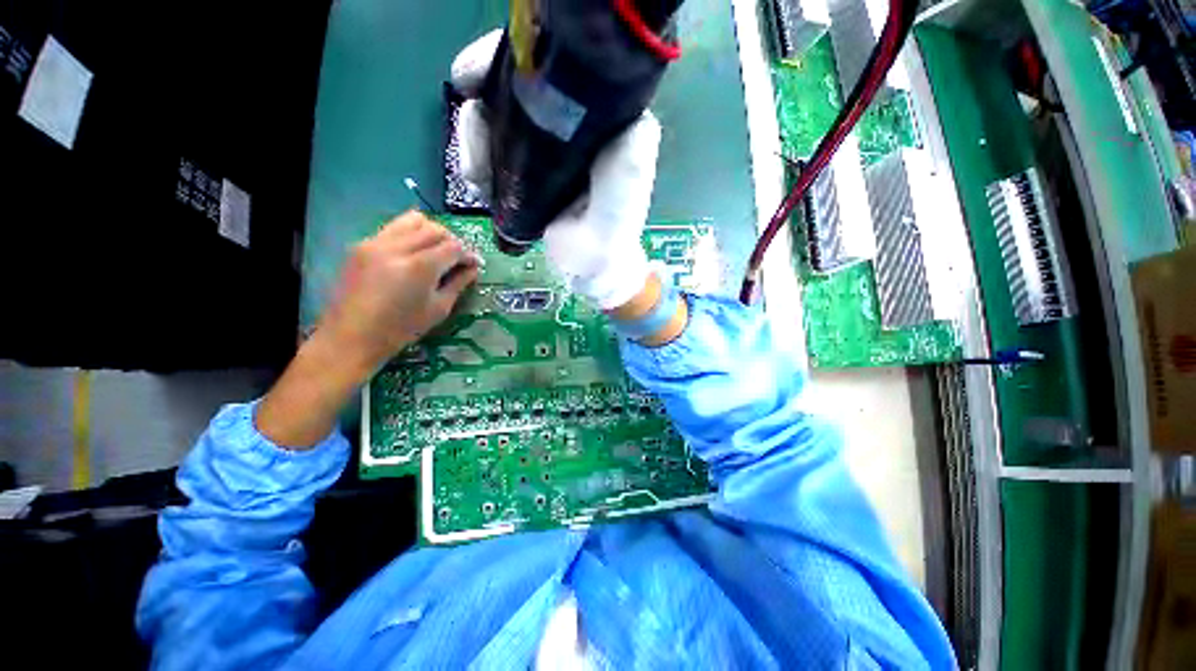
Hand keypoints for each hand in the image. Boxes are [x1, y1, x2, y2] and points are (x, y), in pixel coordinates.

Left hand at [319, 211, 479, 374]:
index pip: (453, 246)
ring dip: (431, 231)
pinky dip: (410, 234)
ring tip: (435, 249)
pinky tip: (413, 252)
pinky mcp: (362, 244)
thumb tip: (473, 268)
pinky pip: (394, 227)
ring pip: (413, 220)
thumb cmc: (402, 329)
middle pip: (435, 229)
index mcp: (420, 267)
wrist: (352, 336)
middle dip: (452, 241)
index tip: (473, 264)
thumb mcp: (439, 309)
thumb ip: (458, 284)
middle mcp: (398, 247)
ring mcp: (376, 242)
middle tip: (457, 258)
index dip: (468, 254)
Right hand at [451, 29, 660, 310]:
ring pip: (496, 115)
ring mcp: (548, 145)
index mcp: (601, 121)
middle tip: (474, 146)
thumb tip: (623, 111)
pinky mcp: (531, 167)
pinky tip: (478, 183)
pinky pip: (494, 146)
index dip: (509, 60)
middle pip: (514, 86)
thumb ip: (627, 163)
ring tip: (478, 179)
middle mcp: (573, 124)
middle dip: (482, 108)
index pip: (553, 66)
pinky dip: (477, 158)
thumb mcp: (624, 194)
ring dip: (474, 139)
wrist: (592, 266)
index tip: (474, 80)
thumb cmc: (611, 236)